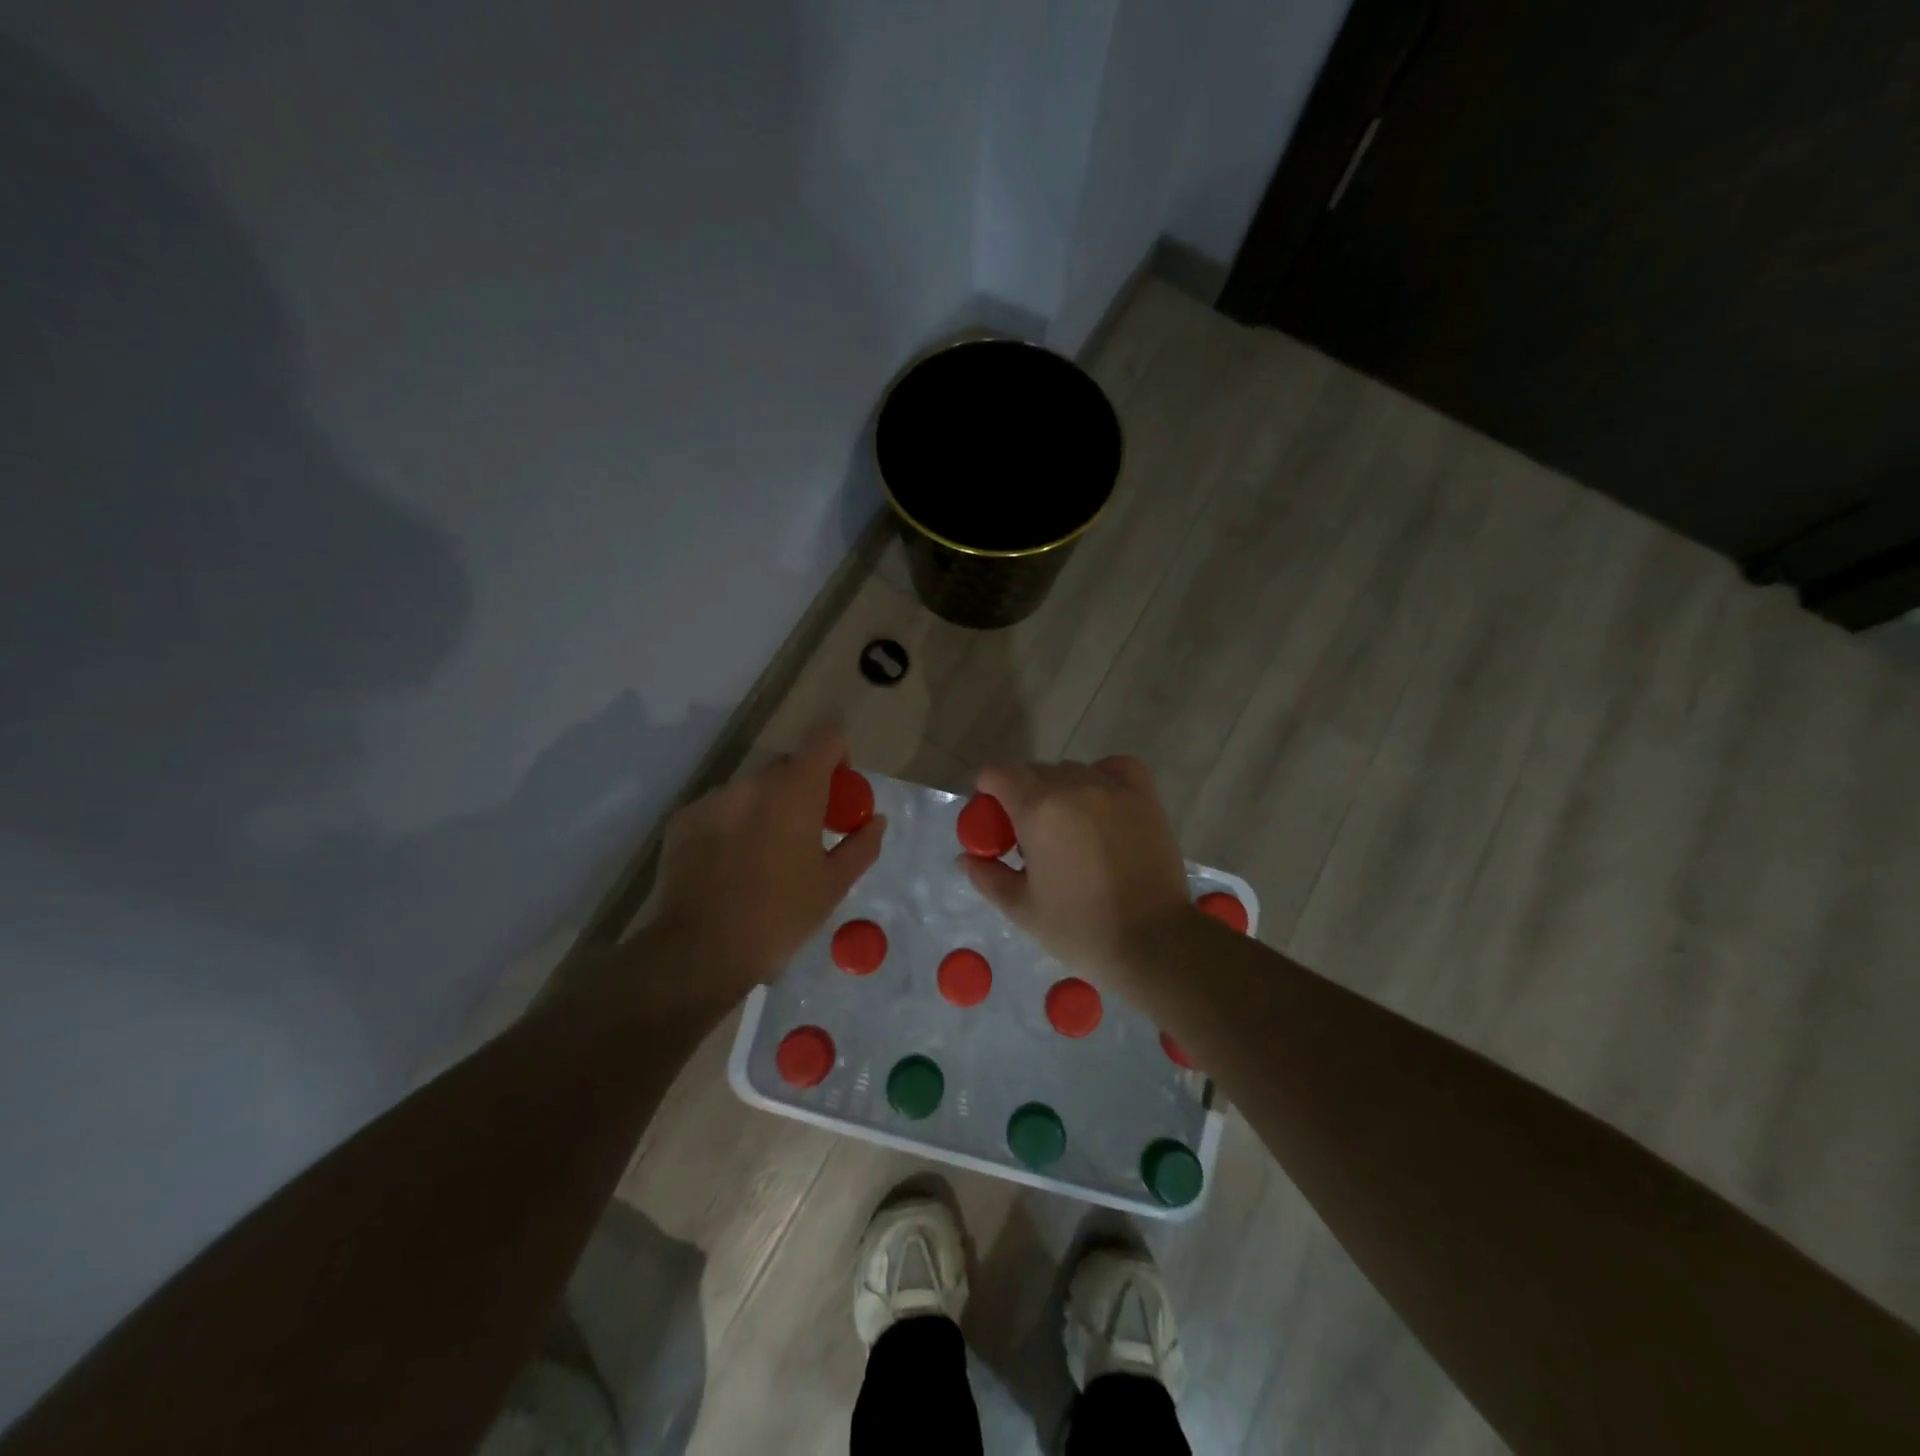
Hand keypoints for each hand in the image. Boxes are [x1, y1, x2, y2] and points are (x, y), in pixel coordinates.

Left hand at [643, 726, 885, 1002]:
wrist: (700, 951)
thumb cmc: (780, 917)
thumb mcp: (833, 886)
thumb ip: (861, 845)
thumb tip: (875, 820)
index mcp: (795, 791)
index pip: (825, 740)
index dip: (838, 757)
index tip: (839, 791)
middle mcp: (752, 783)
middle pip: (787, 765)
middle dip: (802, 788)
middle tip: (806, 831)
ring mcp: (713, 799)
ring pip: (751, 789)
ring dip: (766, 807)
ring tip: (764, 855)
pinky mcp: (683, 819)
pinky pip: (720, 809)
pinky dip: (733, 824)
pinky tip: (730, 865)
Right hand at [960, 756, 1192, 982]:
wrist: (1153, 941)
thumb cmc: (1080, 928)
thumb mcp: (1023, 909)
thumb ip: (988, 877)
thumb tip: (965, 857)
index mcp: (1037, 810)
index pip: (997, 774)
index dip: (987, 793)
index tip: (991, 821)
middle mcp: (1073, 786)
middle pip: (1034, 772)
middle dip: (1021, 796)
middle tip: (1027, 837)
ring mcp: (1112, 788)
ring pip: (1072, 770)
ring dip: (1059, 790)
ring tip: (1068, 828)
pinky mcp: (1144, 797)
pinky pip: (1116, 768)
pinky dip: (1103, 775)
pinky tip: (1100, 800)